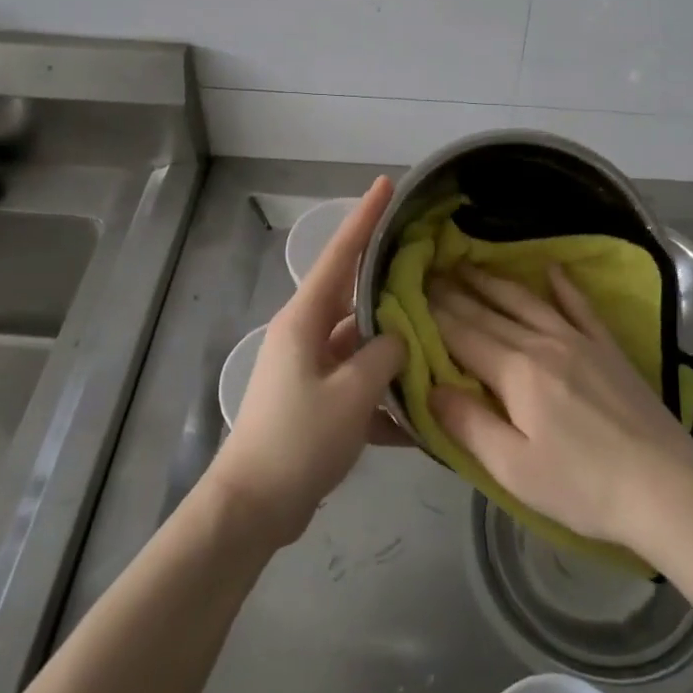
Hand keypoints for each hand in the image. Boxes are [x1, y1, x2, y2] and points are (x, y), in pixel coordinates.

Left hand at [204, 178, 406, 547]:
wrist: (252, 508)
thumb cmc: (298, 440)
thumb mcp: (352, 395)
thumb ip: (384, 356)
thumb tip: (401, 337)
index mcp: (305, 319)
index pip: (340, 254)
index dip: (364, 217)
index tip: (385, 184)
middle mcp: (306, 334)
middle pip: (356, 297)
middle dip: (391, 282)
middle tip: (431, 262)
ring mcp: (310, 368)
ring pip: (362, 345)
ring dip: (395, 350)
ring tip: (440, 342)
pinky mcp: (316, 401)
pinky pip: (358, 387)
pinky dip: (384, 400)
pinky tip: (420, 423)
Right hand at [427, 263, 692, 546]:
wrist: (666, 486)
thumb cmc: (582, 486)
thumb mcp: (514, 469)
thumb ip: (468, 424)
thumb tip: (430, 386)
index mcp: (516, 372)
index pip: (463, 335)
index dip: (435, 315)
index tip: (411, 292)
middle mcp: (543, 343)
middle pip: (490, 313)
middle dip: (456, 293)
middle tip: (430, 272)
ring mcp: (579, 340)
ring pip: (527, 301)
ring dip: (495, 281)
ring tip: (470, 264)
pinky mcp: (607, 348)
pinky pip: (579, 306)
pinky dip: (563, 286)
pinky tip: (551, 269)